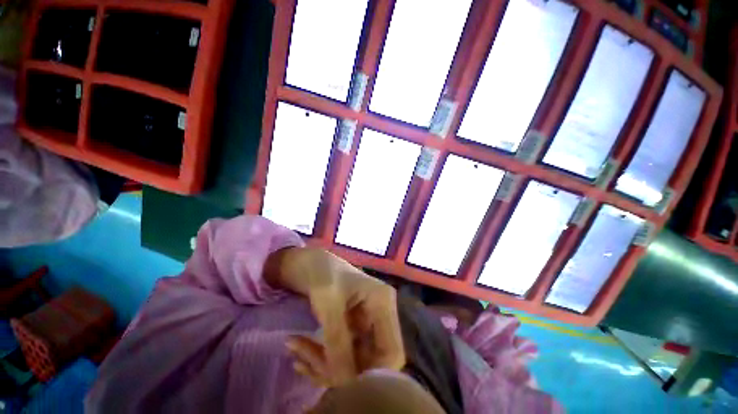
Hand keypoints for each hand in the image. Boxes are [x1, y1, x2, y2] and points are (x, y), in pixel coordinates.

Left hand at [265, 247, 404, 386]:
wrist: (310, 263)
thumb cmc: (322, 273)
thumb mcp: (328, 302)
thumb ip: (338, 341)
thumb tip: (344, 383)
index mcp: (383, 303)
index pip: (392, 352)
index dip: (373, 374)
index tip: (340, 381)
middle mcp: (380, 315)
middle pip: (372, 361)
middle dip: (339, 371)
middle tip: (305, 363)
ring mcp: (367, 323)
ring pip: (354, 362)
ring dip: (324, 366)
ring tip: (296, 354)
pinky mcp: (354, 328)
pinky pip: (343, 355)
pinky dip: (321, 361)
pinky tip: (301, 357)